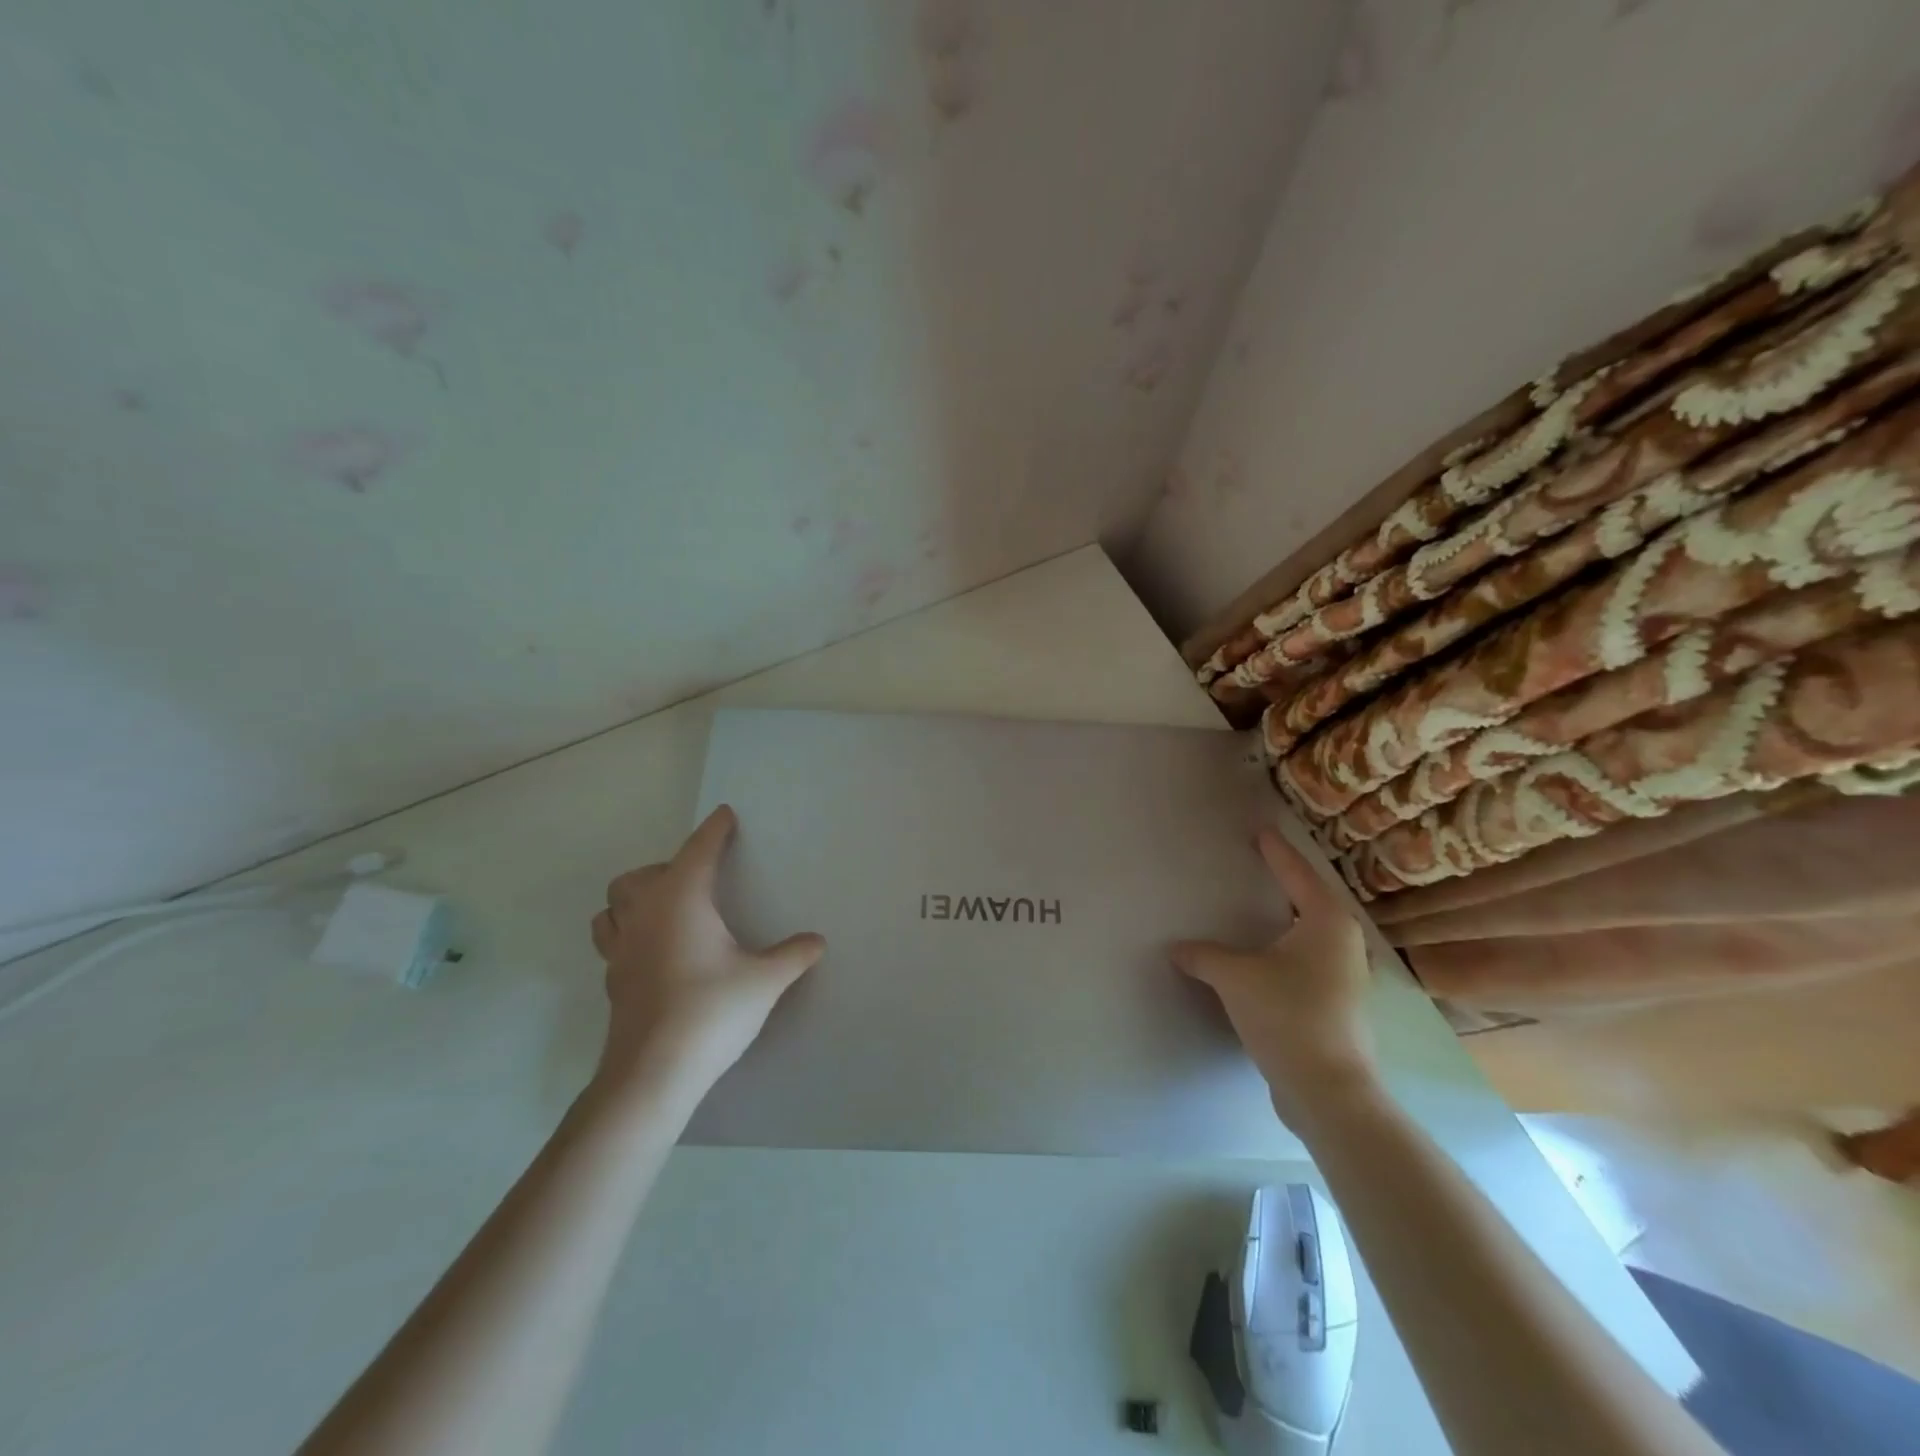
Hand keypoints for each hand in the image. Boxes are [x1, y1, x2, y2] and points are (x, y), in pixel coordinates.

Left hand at [589, 805, 825, 1096]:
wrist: (653, 1073)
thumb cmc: (711, 1011)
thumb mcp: (764, 981)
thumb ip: (792, 955)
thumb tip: (817, 941)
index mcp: (680, 899)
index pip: (698, 850)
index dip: (714, 830)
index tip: (725, 815)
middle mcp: (644, 915)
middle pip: (641, 875)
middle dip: (668, 867)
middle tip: (700, 879)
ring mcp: (621, 949)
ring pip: (614, 905)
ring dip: (636, 898)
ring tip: (667, 909)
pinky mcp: (612, 980)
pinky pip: (612, 939)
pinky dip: (629, 932)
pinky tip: (654, 951)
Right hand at [1170, 827, 1378, 1130]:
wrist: (1328, 1090)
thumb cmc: (1287, 1016)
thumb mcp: (1235, 978)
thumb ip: (1204, 956)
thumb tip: (1176, 948)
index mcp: (1327, 923)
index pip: (1297, 874)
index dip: (1276, 852)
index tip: (1261, 832)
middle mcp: (1345, 943)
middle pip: (1312, 900)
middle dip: (1288, 882)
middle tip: (1261, 863)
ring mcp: (1347, 976)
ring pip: (1314, 933)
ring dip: (1289, 918)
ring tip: (1262, 906)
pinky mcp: (1339, 1004)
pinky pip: (1310, 958)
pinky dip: (1288, 947)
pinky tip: (1266, 955)